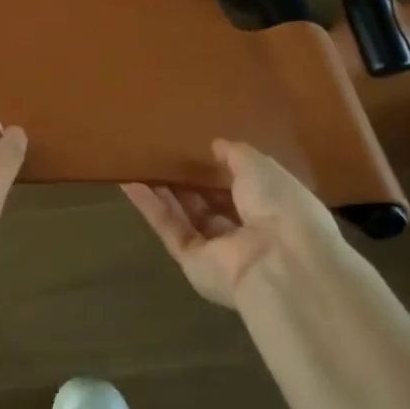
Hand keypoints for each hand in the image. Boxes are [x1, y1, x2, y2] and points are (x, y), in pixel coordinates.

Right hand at [123, 140, 346, 307]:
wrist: (280, 263)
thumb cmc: (280, 206)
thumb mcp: (261, 167)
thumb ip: (236, 154)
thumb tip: (216, 145)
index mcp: (273, 209)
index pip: (243, 188)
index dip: (221, 169)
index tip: (197, 147)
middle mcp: (246, 232)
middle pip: (210, 203)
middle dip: (188, 180)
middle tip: (162, 151)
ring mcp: (218, 250)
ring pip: (185, 215)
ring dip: (163, 190)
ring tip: (139, 161)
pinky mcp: (192, 262)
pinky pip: (169, 228)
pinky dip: (149, 206)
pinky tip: (129, 181)